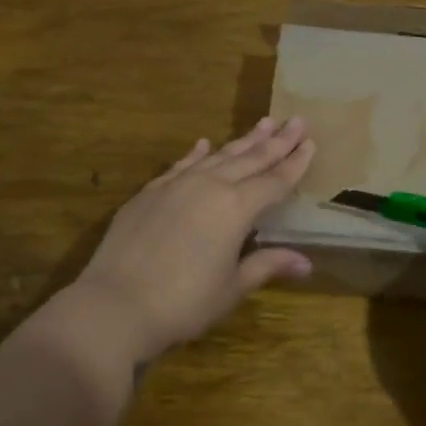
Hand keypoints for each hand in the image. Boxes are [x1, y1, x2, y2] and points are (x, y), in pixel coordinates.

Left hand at [69, 117, 316, 367]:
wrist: (114, 305)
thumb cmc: (183, 303)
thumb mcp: (232, 288)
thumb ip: (267, 265)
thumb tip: (306, 262)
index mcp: (237, 207)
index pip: (275, 180)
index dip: (295, 162)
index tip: (311, 142)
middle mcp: (210, 186)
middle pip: (251, 159)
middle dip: (277, 141)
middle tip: (296, 120)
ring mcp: (177, 185)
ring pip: (218, 156)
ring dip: (243, 140)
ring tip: (263, 123)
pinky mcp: (150, 192)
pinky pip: (181, 165)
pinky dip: (196, 154)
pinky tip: (204, 144)